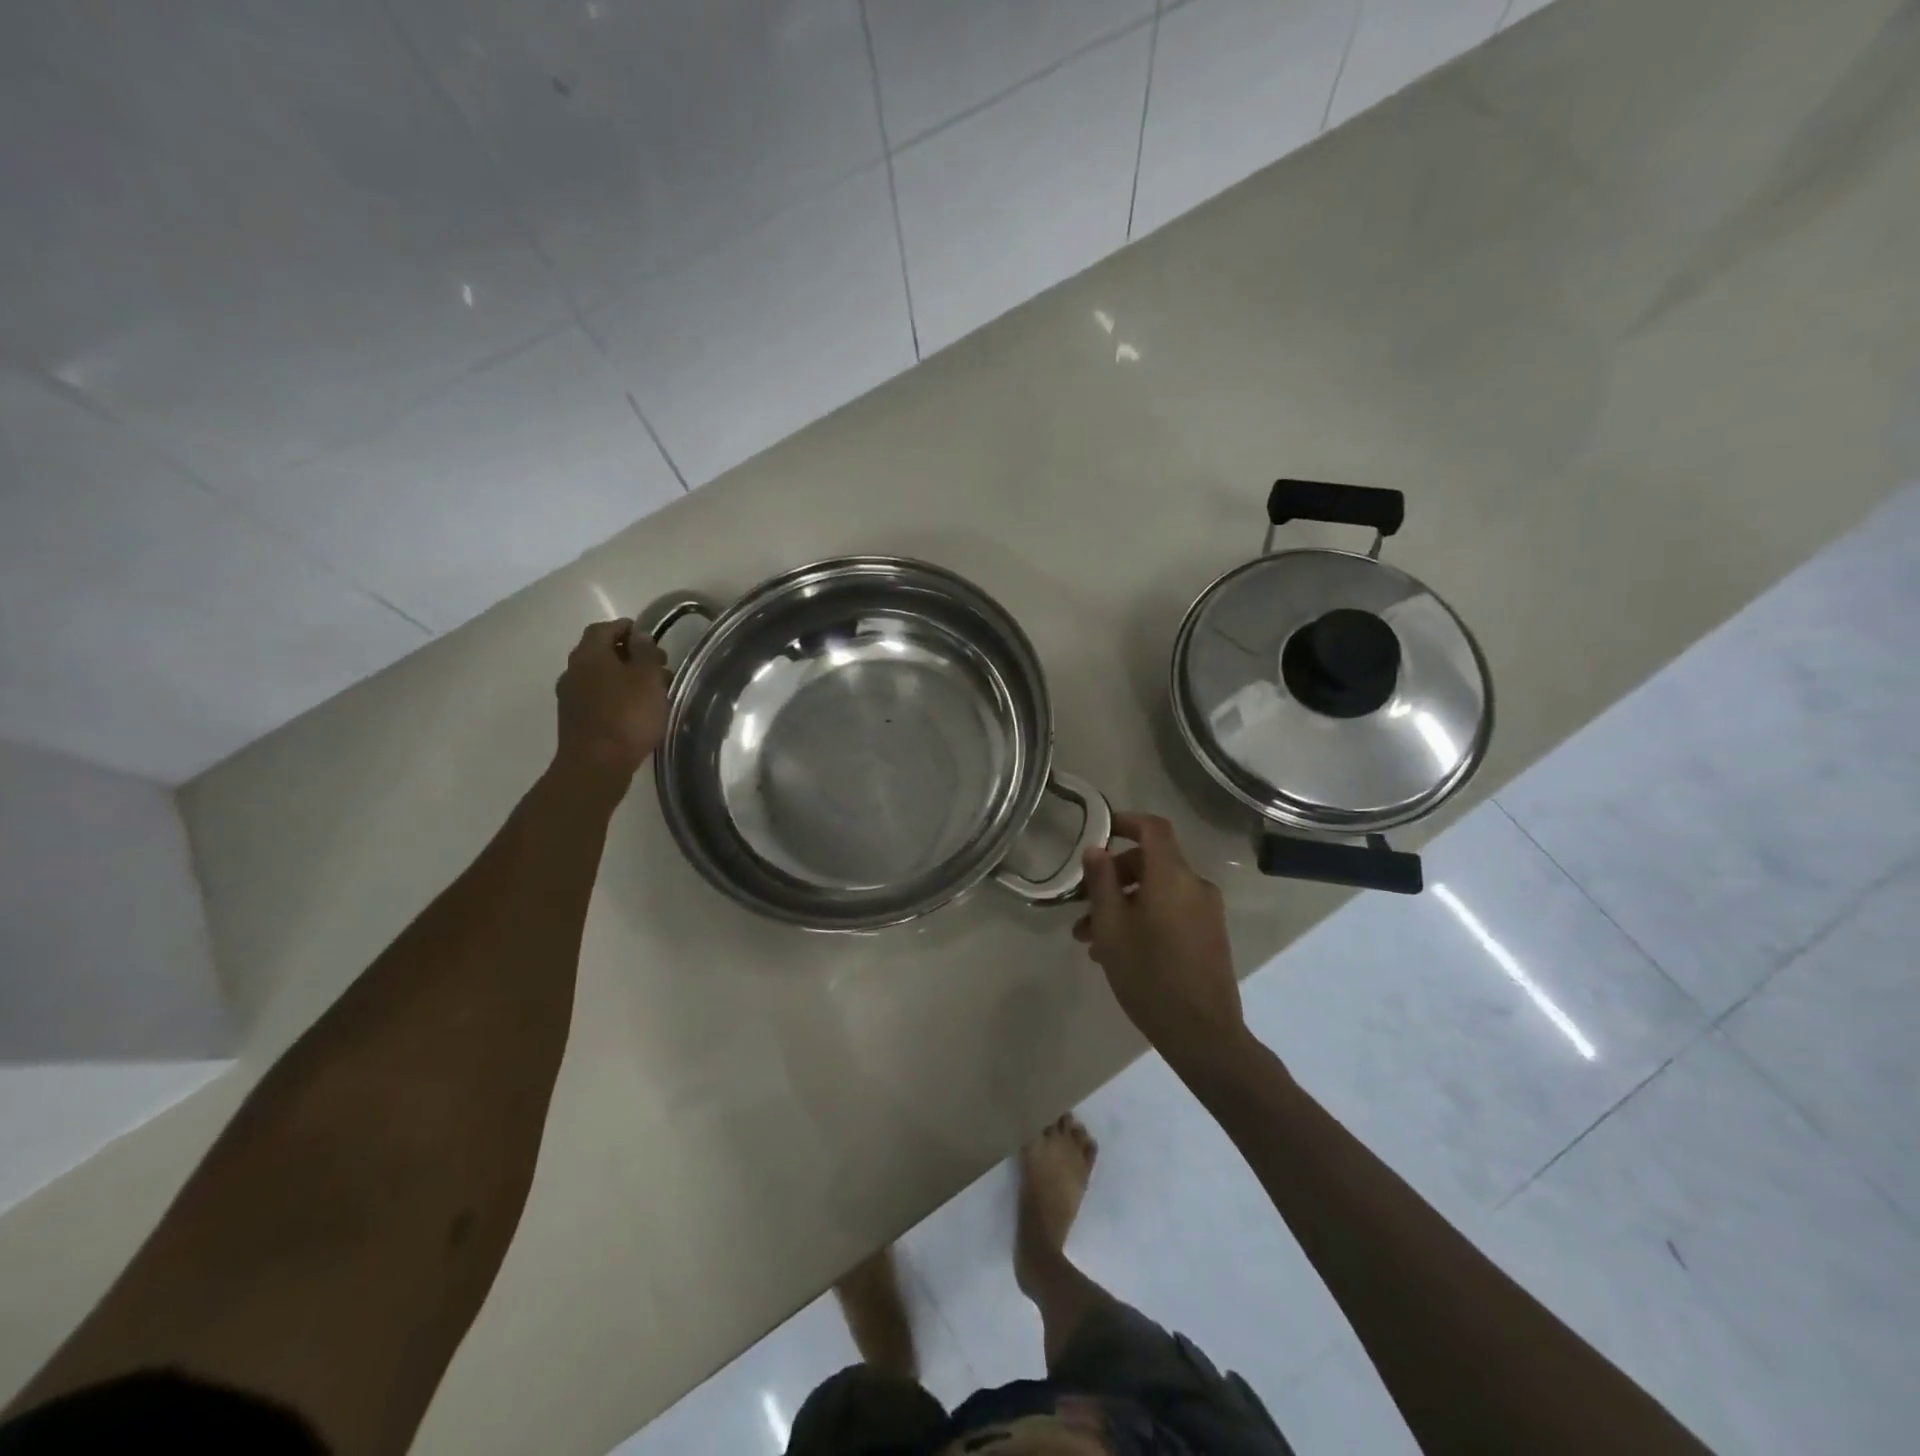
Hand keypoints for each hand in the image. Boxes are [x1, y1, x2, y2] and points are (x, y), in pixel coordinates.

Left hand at [553, 619, 667, 782]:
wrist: (596, 765)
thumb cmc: (627, 716)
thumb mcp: (647, 679)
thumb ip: (645, 653)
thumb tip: (639, 636)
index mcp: (589, 654)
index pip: (604, 628)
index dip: (626, 628)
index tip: (648, 636)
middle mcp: (574, 670)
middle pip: (600, 652)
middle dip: (629, 654)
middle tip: (657, 665)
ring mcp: (570, 696)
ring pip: (600, 676)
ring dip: (624, 677)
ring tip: (651, 690)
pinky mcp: (574, 719)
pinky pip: (597, 696)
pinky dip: (616, 695)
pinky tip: (634, 709)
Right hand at [1074, 812, 1247, 1073]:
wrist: (1202, 1033)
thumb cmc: (1149, 975)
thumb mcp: (1111, 927)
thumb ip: (1101, 882)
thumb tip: (1096, 849)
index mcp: (1172, 876)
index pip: (1153, 828)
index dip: (1126, 822)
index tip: (1101, 830)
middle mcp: (1195, 885)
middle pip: (1152, 862)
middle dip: (1114, 876)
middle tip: (1083, 903)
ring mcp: (1206, 912)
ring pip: (1158, 891)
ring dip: (1124, 903)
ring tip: (1091, 939)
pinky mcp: (1210, 935)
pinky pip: (1172, 911)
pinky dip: (1145, 917)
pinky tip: (1119, 951)